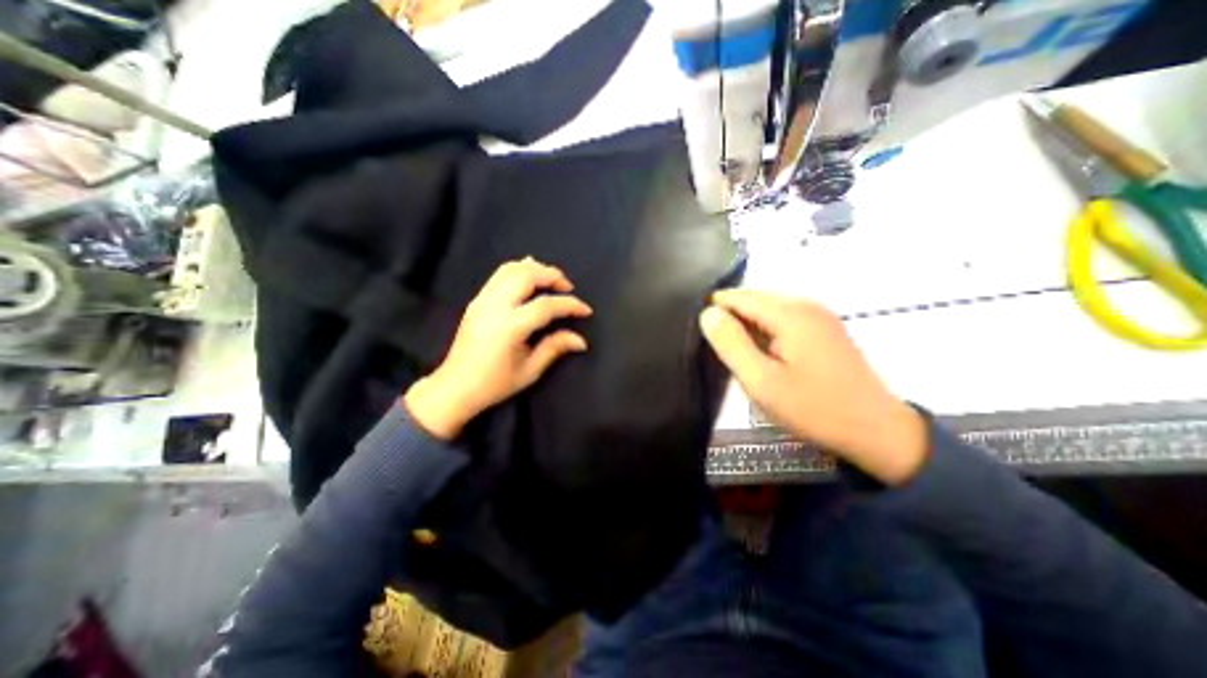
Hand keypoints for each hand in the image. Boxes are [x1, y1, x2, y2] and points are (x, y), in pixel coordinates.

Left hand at [405, 256, 591, 438]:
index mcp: (509, 328)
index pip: (545, 306)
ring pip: (511, 269)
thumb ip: (555, 348)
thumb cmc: (495, 384)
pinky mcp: (477, 301)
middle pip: (527, 276)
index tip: (585, 310)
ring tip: (551, 280)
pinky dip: (518, 270)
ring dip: (535, 269)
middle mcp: (494, 307)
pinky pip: (499, 275)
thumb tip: (581, 340)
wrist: (455, 387)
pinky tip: (529, 275)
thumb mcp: (530, 371)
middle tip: (567, 287)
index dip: (569, 305)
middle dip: (552, 276)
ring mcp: (482, 300)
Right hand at [699, 290, 925, 483]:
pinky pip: (782, 318)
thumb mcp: (762, 381)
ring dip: (747, 327)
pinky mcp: (824, 327)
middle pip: (753, 299)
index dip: (714, 311)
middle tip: (719, 351)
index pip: (738, 296)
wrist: (877, 431)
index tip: (700, 335)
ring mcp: (818, 314)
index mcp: (790, 313)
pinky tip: (762, 355)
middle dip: (731, 319)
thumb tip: (707, 313)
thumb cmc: (813, 408)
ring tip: (738, 355)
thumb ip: (731, 344)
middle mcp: (805, 304)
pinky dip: (765, 332)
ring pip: (766, 309)